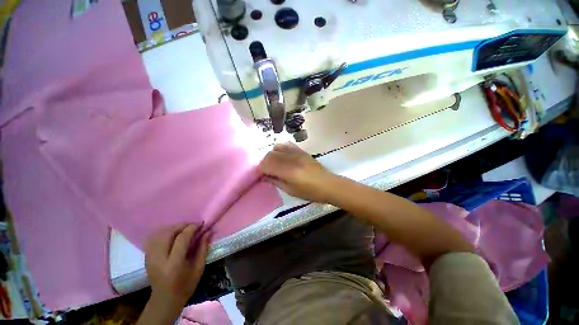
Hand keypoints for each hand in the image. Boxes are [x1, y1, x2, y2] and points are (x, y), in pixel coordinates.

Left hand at [145, 224, 210, 307]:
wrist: (165, 300)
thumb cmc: (185, 285)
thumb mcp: (199, 268)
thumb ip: (203, 248)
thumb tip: (208, 231)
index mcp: (174, 264)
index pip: (182, 238)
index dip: (192, 228)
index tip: (200, 224)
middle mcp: (160, 259)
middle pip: (168, 233)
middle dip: (182, 226)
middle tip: (192, 226)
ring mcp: (150, 258)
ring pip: (160, 234)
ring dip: (173, 228)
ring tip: (183, 230)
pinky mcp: (147, 258)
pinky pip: (154, 239)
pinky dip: (164, 234)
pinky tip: (172, 236)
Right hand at [258, 142, 337, 202]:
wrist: (328, 184)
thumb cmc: (310, 192)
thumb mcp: (290, 191)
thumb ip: (276, 182)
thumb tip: (265, 176)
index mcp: (288, 171)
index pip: (267, 165)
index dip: (260, 170)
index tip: (261, 175)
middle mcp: (291, 159)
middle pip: (270, 155)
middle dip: (264, 163)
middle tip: (266, 171)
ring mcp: (296, 153)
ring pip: (276, 148)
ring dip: (272, 155)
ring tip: (274, 163)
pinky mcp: (301, 150)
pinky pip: (287, 144)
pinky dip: (281, 149)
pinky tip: (282, 156)